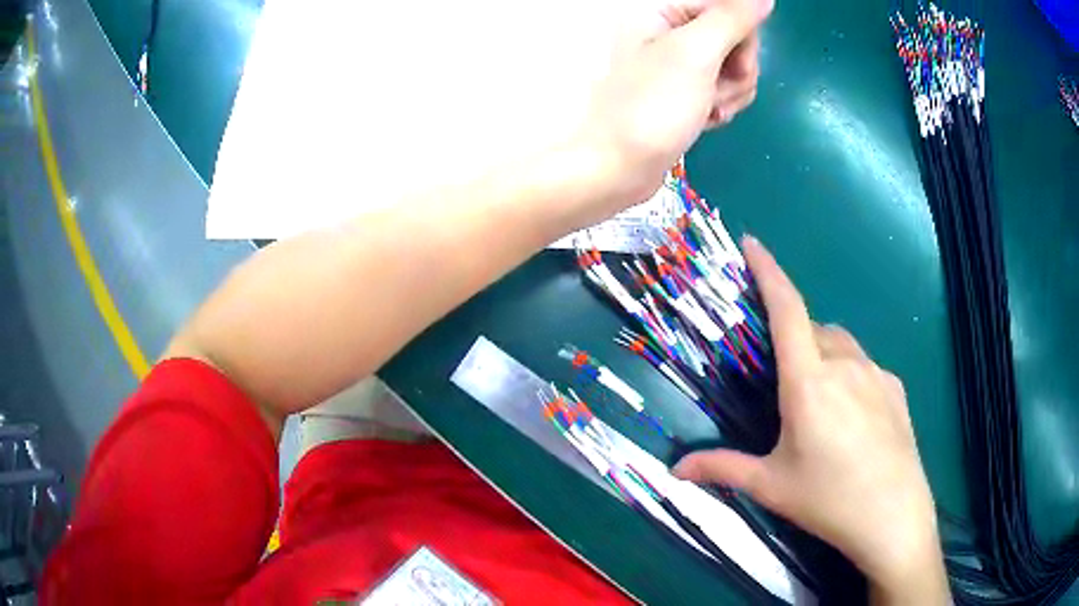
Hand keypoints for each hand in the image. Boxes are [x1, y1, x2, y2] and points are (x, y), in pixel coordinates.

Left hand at [574, 0, 771, 217]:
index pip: (728, 9)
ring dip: (729, 93)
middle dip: (736, 72)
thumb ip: (732, 19)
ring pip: (734, 66)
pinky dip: (721, 106)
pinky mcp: (686, 88)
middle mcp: (670, 29)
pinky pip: (723, 87)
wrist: (620, 167)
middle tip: (714, 94)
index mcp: (663, 10)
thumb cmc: (653, 106)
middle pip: (735, 38)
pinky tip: (704, 120)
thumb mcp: (696, 54)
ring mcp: (679, 61)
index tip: (737, 67)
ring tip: (705, 111)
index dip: (743, 39)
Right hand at [674, 237, 948, 603]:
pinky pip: (864, 366)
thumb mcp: (771, 485)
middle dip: (794, 339)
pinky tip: (852, 417)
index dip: (767, 271)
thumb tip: (674, 471)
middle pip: (814, 329)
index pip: (787, 309)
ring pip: (841, 345)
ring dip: (823, 355)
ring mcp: (875, 373)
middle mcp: (845, 364)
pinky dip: (849, 374)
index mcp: (809, 382)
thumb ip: (723, 469)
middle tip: (783, 382)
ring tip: (818, 400)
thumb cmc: (828, 499)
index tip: (752, 243)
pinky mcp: (895, 388)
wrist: (893, 516)